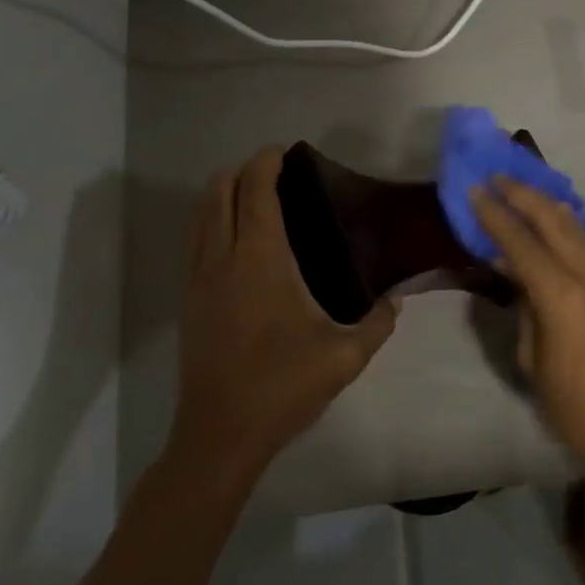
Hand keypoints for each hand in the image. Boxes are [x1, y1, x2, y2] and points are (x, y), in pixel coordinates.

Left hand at [169, 147, 397, 484]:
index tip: (285, 151)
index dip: (266, 163)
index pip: (255, 191)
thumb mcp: (345, 356)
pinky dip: (210, 220)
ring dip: (222, 193)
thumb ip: (379, 322)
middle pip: (219, 191)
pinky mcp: (188, 299)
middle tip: (275, 173)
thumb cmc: (282, 386)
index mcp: (260, 260)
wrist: (220, 434)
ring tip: (253, 196)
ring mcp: (198, 278)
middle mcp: (222, 258)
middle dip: (242, 170)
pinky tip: (235, 239)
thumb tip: (395, 300)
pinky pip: (194, 240)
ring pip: (200, 214)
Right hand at [470, 178, 584, 479]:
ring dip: (547, 203)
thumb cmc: (570, 403)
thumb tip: (514, 271)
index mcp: (560, 295)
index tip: (476, 190)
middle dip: (523, 195)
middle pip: (554, 220)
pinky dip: (567, 222)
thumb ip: (523, 306)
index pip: (522, 242)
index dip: (496, 215)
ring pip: (576, 225)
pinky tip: (555, 217)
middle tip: (497, 177)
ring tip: (522, 188)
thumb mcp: (531, 357)